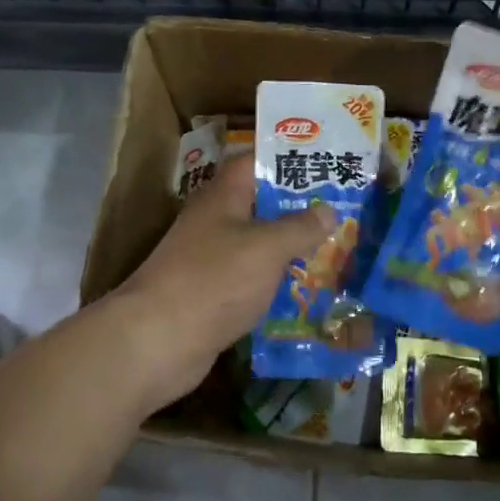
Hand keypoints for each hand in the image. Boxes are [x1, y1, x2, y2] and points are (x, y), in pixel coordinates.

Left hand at [109, 158, 330, 409]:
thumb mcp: (267, 248)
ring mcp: (210, 259)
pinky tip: (306, 290)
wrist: (156, 342)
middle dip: (298, 206)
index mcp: (223, 196)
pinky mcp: (211, 294)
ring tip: (335, 247)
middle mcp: (214, 221)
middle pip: (260, 203)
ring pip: (258, 243)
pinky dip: (275, 281)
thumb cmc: (214, 280)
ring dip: (290, 246)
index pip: (255, 161)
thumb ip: (300, 226)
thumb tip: (328, 210)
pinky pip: (250, 278)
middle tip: (343, 208)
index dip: (288, 158)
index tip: (325, 161)